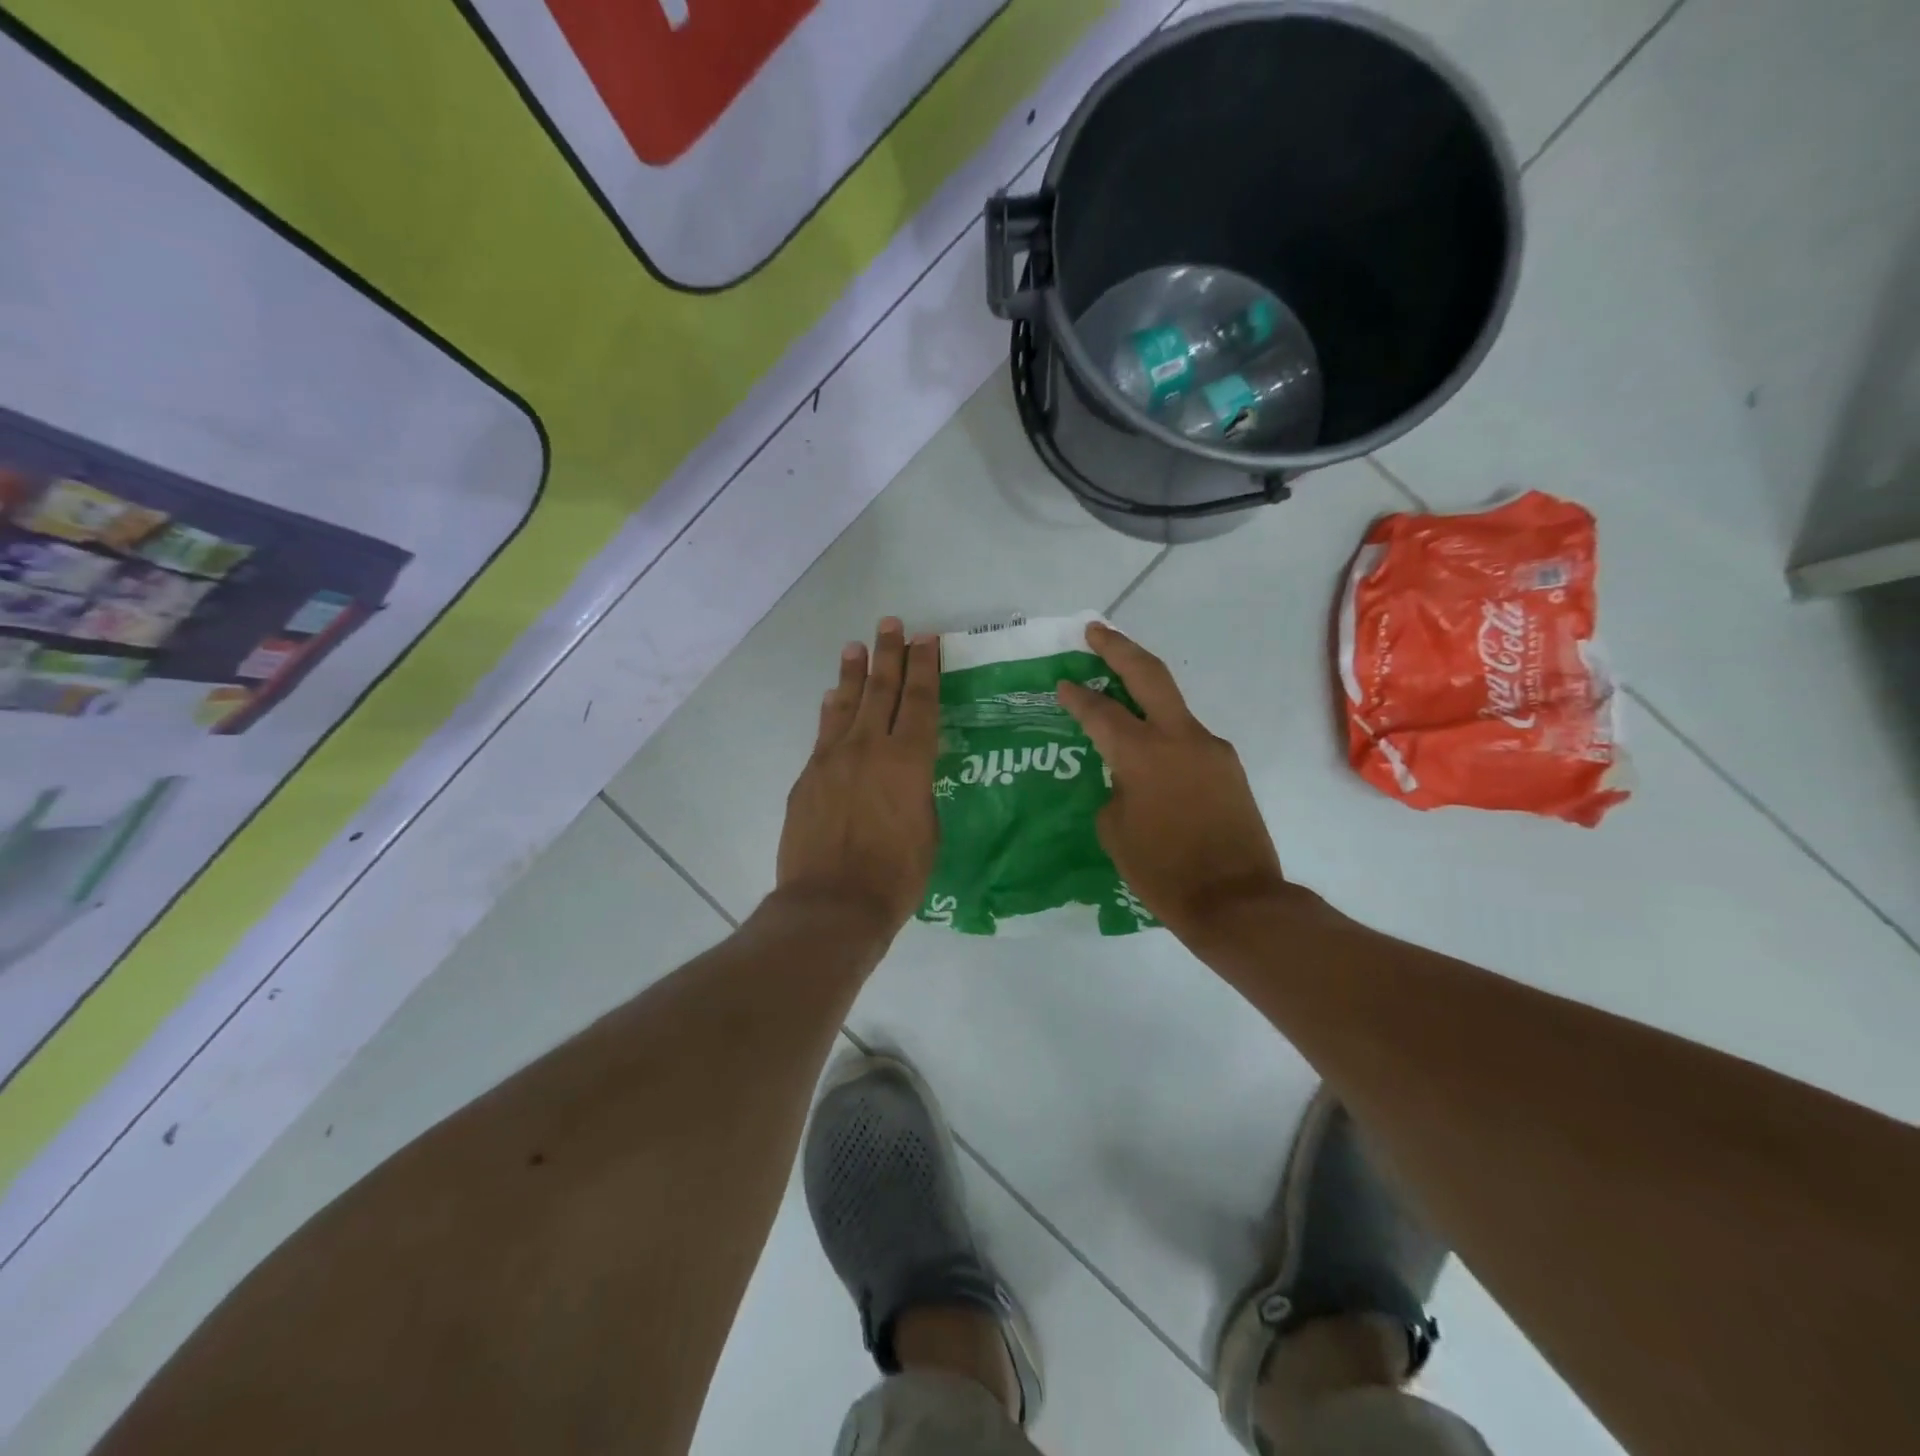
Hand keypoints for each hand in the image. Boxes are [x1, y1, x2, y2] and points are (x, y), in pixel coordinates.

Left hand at [776, 618, 940, 939]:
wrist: (831, 903)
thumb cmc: (895, 876)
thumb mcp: (928, 830)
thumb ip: (919, 790)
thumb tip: (908, 772)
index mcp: (909, 761)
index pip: (919, 700)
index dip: (924, 666)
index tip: (926, 638)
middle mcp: (870, 748)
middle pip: (881, 690)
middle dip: (889, 654)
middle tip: (891, 624)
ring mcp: (833, 759)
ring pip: (846, 703)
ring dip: (854, 673)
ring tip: (856, 646)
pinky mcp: (808, 776)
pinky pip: (823, 732)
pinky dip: (831, 710)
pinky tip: (832, 697)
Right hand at [1057, 622, 1286, 941]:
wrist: (1236, 901)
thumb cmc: (1162, 871)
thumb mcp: (1115, 830)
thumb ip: (1116, 787)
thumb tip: (1127, 777)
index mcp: (1143, 754)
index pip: (1101, 711)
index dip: (1077, 696)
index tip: (1061, 682)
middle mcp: (1180, 738)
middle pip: (1148, 675)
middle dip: (1118, 648)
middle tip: (1095, 631)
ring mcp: (1211, 749)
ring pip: (1172, 706)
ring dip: (1145, 692)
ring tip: (1119, 693)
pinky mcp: (1229, 767)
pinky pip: (1188, 739)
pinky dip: (1164, 734)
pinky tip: (1150, 753)